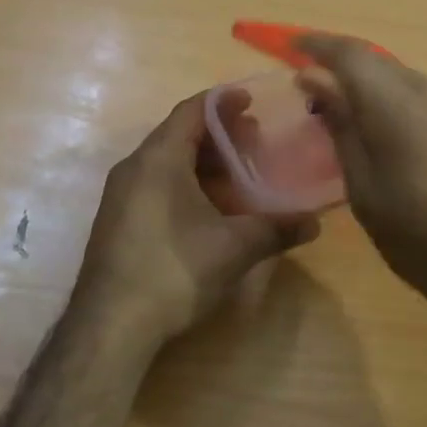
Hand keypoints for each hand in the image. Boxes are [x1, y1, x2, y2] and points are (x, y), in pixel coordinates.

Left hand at [71, 92, 319, 351]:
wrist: (110, 325)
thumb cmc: (175, 270)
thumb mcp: (235, 247)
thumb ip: (277, 229)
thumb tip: (315, 223)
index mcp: (159, 159)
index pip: (192, 111)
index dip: (223, 102)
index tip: (251, 101)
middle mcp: (134, 168)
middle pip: (179, 134)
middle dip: (219, 134)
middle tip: (255, 140)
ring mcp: (121, 196)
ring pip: (167, 162)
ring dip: (203, 162)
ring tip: (239, 175)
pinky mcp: (118, 221)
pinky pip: (156, 185)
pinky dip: (186, 183)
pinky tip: (210, 209)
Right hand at [296, 35, 426, 317]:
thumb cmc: (420, 238)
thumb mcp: (365, 189)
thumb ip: (341, 126)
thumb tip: (314, 79)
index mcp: (398, 104)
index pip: (350, 54)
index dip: (317, 46)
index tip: (292, 49)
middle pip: (380, 66)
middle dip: (346, 75)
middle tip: (320, 101)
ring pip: (408, 83)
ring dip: (378, 95)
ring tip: (361, 130)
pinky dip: (407, 108)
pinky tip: (403, 143)